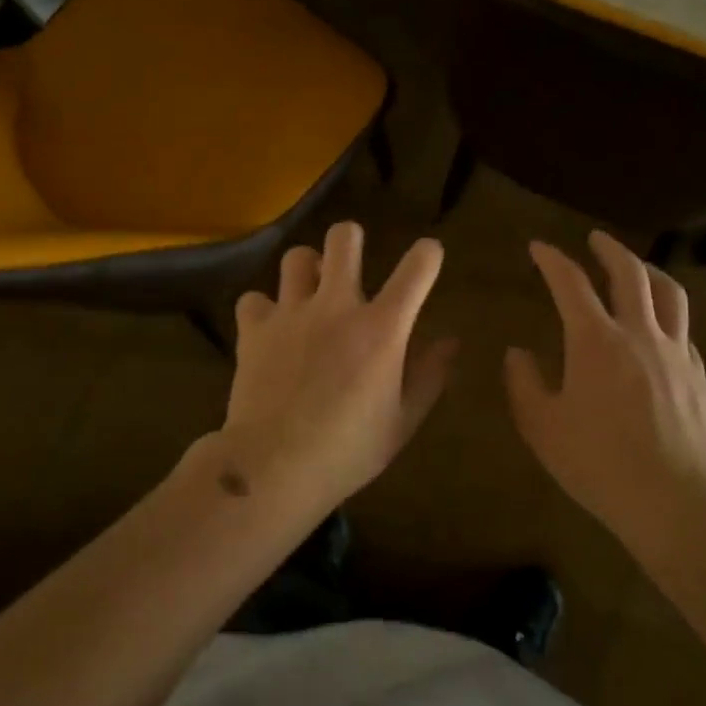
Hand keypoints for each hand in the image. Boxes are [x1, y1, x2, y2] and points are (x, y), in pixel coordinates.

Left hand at [206, 221, 456, 514]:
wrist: (274, 467)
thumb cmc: (349, 450)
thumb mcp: (402, 421)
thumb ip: (429, 376)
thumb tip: (450, 342)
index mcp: (382, 328)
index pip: (417, 268)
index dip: (428, 254)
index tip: (429, 256)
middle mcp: (337, 307)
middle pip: (344, 238)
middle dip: (351, 239)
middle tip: (351, 263)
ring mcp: (291, 313)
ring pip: (296, 257)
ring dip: (308, 269)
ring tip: (310, 293)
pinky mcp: (254, 330)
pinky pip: (254, 299)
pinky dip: (263, 309)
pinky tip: (271, 329)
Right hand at [505, 231, 705, 550]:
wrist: (674, 499)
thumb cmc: (598, 462)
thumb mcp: (542, 426)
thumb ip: (524, 384)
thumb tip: (517, 353)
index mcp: (595, 340)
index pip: (571, 283)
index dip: (552, 260)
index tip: (538, 247)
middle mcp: (639, 333)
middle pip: (629, 274)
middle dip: (609, 249)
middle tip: (594, 239)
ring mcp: (675, 352)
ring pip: (669, 294)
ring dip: (649, 271)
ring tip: (637, 267)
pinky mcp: (697, 375)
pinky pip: (684, 330)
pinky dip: (668, 314)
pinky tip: (661, 326)